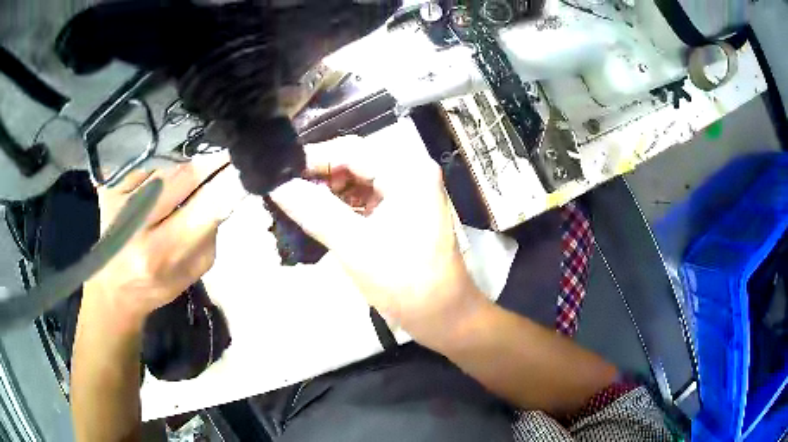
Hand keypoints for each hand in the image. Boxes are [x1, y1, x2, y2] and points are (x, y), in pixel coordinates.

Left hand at [84, 154, 246, 328]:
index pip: (204, 206)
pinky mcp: (109, 189)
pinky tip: (154, 195)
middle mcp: (136, 223)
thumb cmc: (158, 285)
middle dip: (210, 164)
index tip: (244, 168)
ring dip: (183, 173)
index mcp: (160, 252)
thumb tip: (225, 193)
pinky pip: (146, 171)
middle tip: (228, 157)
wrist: (115, 287)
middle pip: (182, 176)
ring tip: (186, 186)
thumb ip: (208, 235)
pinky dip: (158, 177)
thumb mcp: (191, 272)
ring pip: (165, 171)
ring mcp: (119, 200)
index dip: (226, 183)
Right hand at [269, 136, 486, 345]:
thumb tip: (276, 185)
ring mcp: (409, 192)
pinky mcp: (403, 211)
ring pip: (358, 180)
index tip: (277, 174)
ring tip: (295, 205)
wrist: (444, 317)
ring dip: (329, 192)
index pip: (351, 150)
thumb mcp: (354, 246)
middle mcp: (411, 173)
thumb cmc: (405, 283)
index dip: (312, 159)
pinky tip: (319, 217)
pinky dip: (342, 206)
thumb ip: (313, 210)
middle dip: (319, 177)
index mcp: (407, 172)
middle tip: (283, 192)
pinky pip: (366, 198)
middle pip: (355, 162)